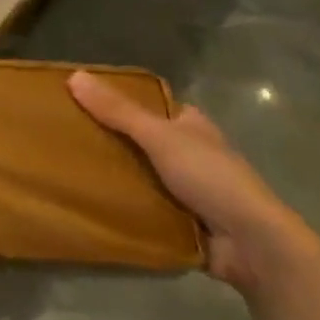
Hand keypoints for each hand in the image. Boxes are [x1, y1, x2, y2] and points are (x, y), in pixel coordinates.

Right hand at [68, 71, 319, 294]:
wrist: (252, 244)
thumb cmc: (210, 177)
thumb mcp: (160, 136)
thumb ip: (118, 111)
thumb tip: (74, 76)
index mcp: (191, 125)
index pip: (149, 106)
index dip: (117, 102)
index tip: (79, 103)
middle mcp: (190, 153)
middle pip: (140, 141)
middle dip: (110, 142)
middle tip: (66, 139)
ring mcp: (187, 189)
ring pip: (140, 176)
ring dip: (115, 177)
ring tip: (68, 171)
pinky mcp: (181, 222)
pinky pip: (144, 209)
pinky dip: (124, 208)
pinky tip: (91, 206)